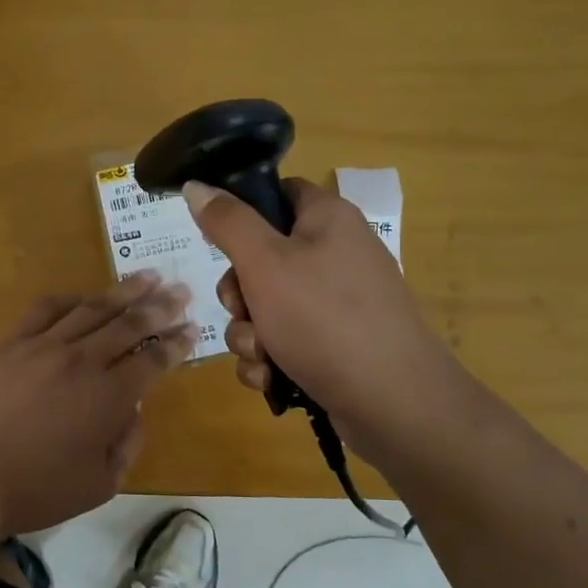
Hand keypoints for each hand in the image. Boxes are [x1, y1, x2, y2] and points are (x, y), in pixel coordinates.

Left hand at [0, 271, 196, 538]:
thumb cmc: (38, 489)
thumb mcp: (101, 484)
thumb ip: (127, 443)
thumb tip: (134, 409)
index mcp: (109, 397)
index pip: (154, 360)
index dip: (177, 343)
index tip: (193, 328)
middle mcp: (82, 361)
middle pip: (130, 324)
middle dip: (161, 306)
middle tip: (181, 290)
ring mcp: (44, 346)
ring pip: (92, 309)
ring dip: (124, 291)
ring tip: (147, 276)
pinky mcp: (11, 343)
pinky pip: (45, 310)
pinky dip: (70, 299)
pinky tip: (83, 296)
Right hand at [183, 179, 475, 471]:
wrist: (392, 402)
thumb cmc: (324, 319)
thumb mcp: (265, 263)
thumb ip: (227, 222)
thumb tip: (196, 185)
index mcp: (327, 219)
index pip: (277, 194)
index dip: (243, 213)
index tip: (218, 240)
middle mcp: (335, 254)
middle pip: (262, 258)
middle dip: (238, 294)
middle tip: (242, 309)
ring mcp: (337, 304)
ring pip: (266, 307)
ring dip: (249, 334)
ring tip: (262, 356)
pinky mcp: (335, 345)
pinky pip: (284, 341)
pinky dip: (270, 360)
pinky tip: (271, 378)